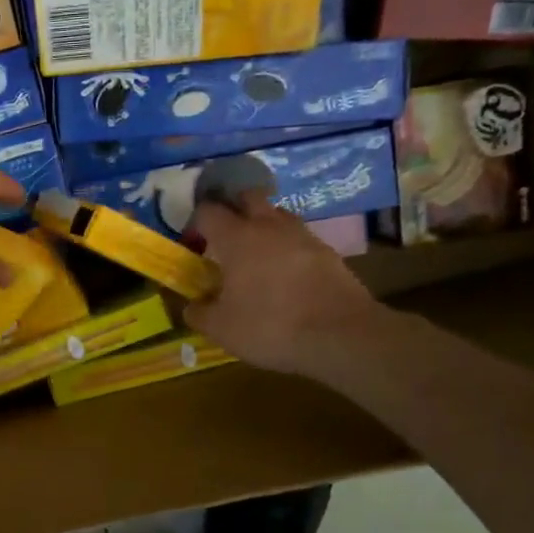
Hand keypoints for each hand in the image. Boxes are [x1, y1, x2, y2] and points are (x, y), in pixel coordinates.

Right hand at [185, 192, 392, 376]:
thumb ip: (199, 313)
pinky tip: (285, 272)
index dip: (196, 223)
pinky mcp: (327, 251)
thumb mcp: (221, 329)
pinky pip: (299, 237)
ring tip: (257, 253)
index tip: (193, 243)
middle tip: (225, 236)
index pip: (208, 211)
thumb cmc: (270, 326)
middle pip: (248, 197)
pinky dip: (287, 246)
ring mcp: (302, 235)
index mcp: (236, 238)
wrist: (341, 335)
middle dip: (233, 208)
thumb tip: (192, 305)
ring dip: (263, 224)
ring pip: (277, 214)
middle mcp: (268, 226)